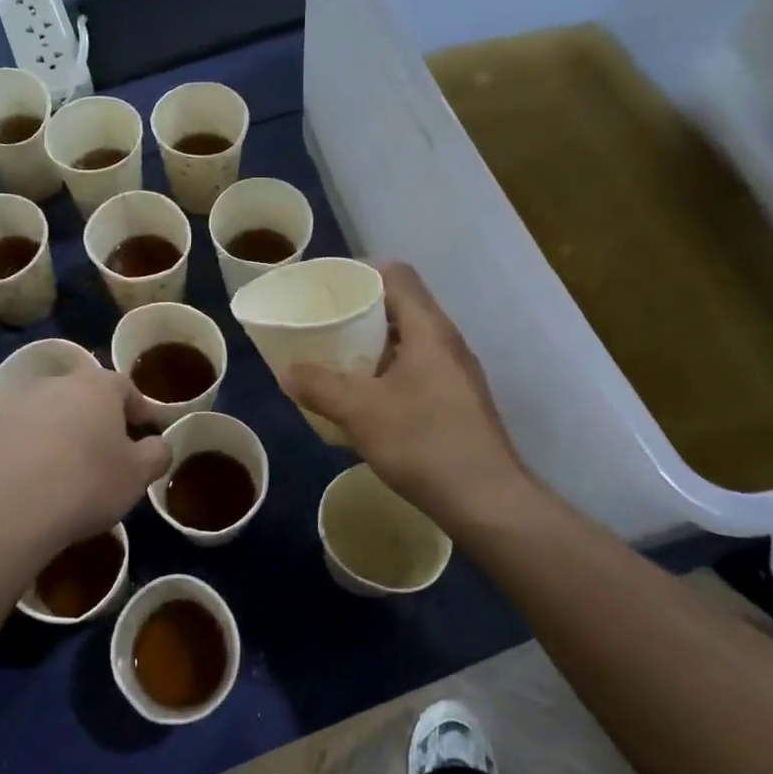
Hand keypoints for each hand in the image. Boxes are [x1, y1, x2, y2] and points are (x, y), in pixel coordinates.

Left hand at [0, 360, 170, 576]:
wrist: (4, 513)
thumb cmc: (85, 485)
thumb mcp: (138, 475)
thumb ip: (156, 454)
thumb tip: (159, 445)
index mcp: (95, 387)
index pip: (125, 386)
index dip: (139, 409)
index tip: (146, 433)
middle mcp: (51, 386)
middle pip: (80, 396)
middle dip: (94, 419)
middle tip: (105, 452)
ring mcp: (9, 408)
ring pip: (42, 416)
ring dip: (55, 435)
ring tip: (62, 473)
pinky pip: (10, 441)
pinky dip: (20, 456)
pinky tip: (25, 487)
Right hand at [285, 262, 544, 538]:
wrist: (486, 501)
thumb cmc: (423, 443)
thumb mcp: (359, 412)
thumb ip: (319, 386)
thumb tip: (286, 371)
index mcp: (429, 329)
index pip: (396, 275)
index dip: (359, 272)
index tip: (325, 288)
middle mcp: (447, 342)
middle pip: (400, 306)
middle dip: (358, 311)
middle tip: (322, 325)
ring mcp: (456, 373)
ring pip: (408, 341)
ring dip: (372, 345)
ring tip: (336, 360)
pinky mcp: (457, 402)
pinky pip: (416, 369)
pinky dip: (386, 372)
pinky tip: (364, 399)